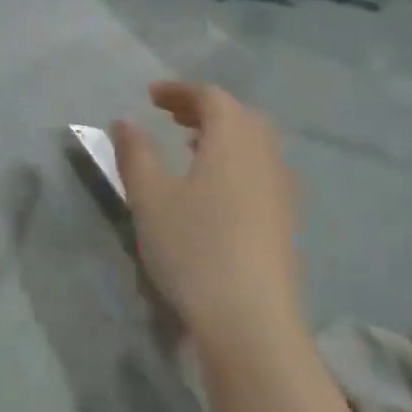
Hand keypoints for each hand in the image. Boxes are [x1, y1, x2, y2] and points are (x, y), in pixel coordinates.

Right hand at [111, 81, 303, 358]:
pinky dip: (235, 162)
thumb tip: (125, 120)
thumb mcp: (149, 196)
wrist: (250, 321)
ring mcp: (281, 189)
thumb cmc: (194, 247)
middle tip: (171, 116)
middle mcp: (264, 155)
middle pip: (238, 115)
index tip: (150, 96)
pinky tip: (214, 190)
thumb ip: (135, 152)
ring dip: (221, 136)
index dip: (179, 90)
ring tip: (189, 148)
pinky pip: (260, 171)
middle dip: (203, 109)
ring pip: (253, 144)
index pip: (211, 96)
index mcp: (233, 139)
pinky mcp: (286, 221)